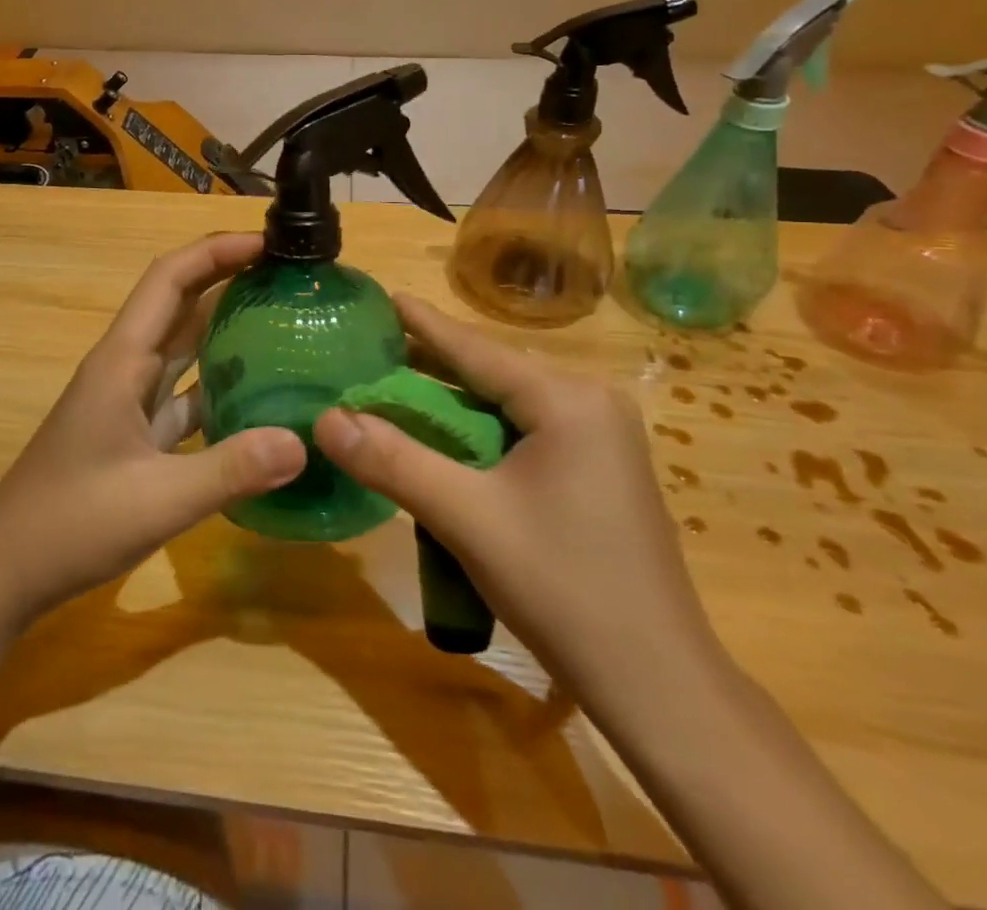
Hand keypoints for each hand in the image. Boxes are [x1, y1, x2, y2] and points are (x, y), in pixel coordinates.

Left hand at [0, 233, 305, 624]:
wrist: (6, 572)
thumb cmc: (71, 524)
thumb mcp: (158, 500)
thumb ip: (231, 470)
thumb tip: (303, 442)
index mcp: (123, 360)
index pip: (170, 279)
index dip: (216, 251)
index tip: (269, 243)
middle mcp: (126, 367)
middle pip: (180, 303)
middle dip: (230, 278)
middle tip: (290, 275)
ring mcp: (129, 399)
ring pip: (184, 346)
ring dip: (227, 326)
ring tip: (285, 320)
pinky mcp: (135, 431)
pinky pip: (185, 391)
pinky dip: (220, 383)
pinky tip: (260, 396)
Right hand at [313, 296, 720, 699]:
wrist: (661, 688)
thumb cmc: (564, 590)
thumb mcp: (467, 519)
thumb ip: (394, 462)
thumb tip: (326, 418)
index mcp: (568, 400)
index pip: (476, 349)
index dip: (423, 324)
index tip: (383, 297)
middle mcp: (590, 404)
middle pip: (492, 373)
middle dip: (430, 364)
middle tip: (371, 348)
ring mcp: (601, 439)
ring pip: (507, 405)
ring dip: (452, 401)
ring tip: (393, 385)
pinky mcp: (598, 472)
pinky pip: (525, 433)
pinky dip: (479, 431)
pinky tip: (444, 439)